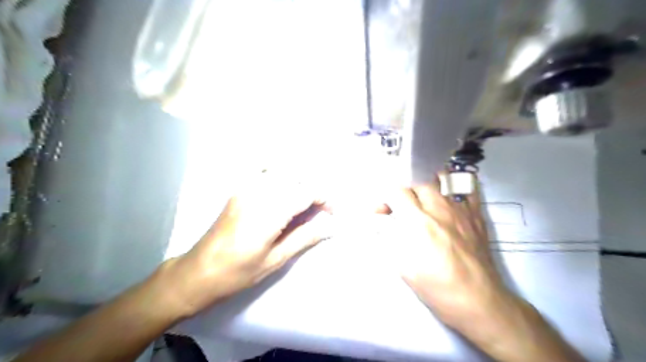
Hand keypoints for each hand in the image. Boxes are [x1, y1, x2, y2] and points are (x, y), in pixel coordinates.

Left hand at [154, 174, 328, 317]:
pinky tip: (282, 187)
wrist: (198, 271)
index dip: (324, 199)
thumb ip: (305, 238)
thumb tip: (331, 227)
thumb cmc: (238, 272)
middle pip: (296, 175)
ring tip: (303, 198)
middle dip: (313, 187)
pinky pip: (264, 170)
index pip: (306, 192)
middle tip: (318, 208)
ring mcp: (245, 187)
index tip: (331, 213)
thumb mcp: (275, 259)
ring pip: (281, 168)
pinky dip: (280, 173)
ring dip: (298, 179)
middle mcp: (258, 192)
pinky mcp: (238, 188)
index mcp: (269, 212)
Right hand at [383, 179, 515, 330]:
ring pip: (441, 183)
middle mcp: (439, 209)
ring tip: (423, 202)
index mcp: (418, 222)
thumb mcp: (403, 266)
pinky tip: (449, 195)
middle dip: (406, 193)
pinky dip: (455, 187)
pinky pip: (467, 189)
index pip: (398, 191)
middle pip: (418, 183)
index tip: (382, 211)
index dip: (386, 198)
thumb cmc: (435, 286)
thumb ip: (389, 237)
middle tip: (402, 208)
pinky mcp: (477, 215)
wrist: (478, 301)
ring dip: (427, 189)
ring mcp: (461, 210)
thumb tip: (379, 222)